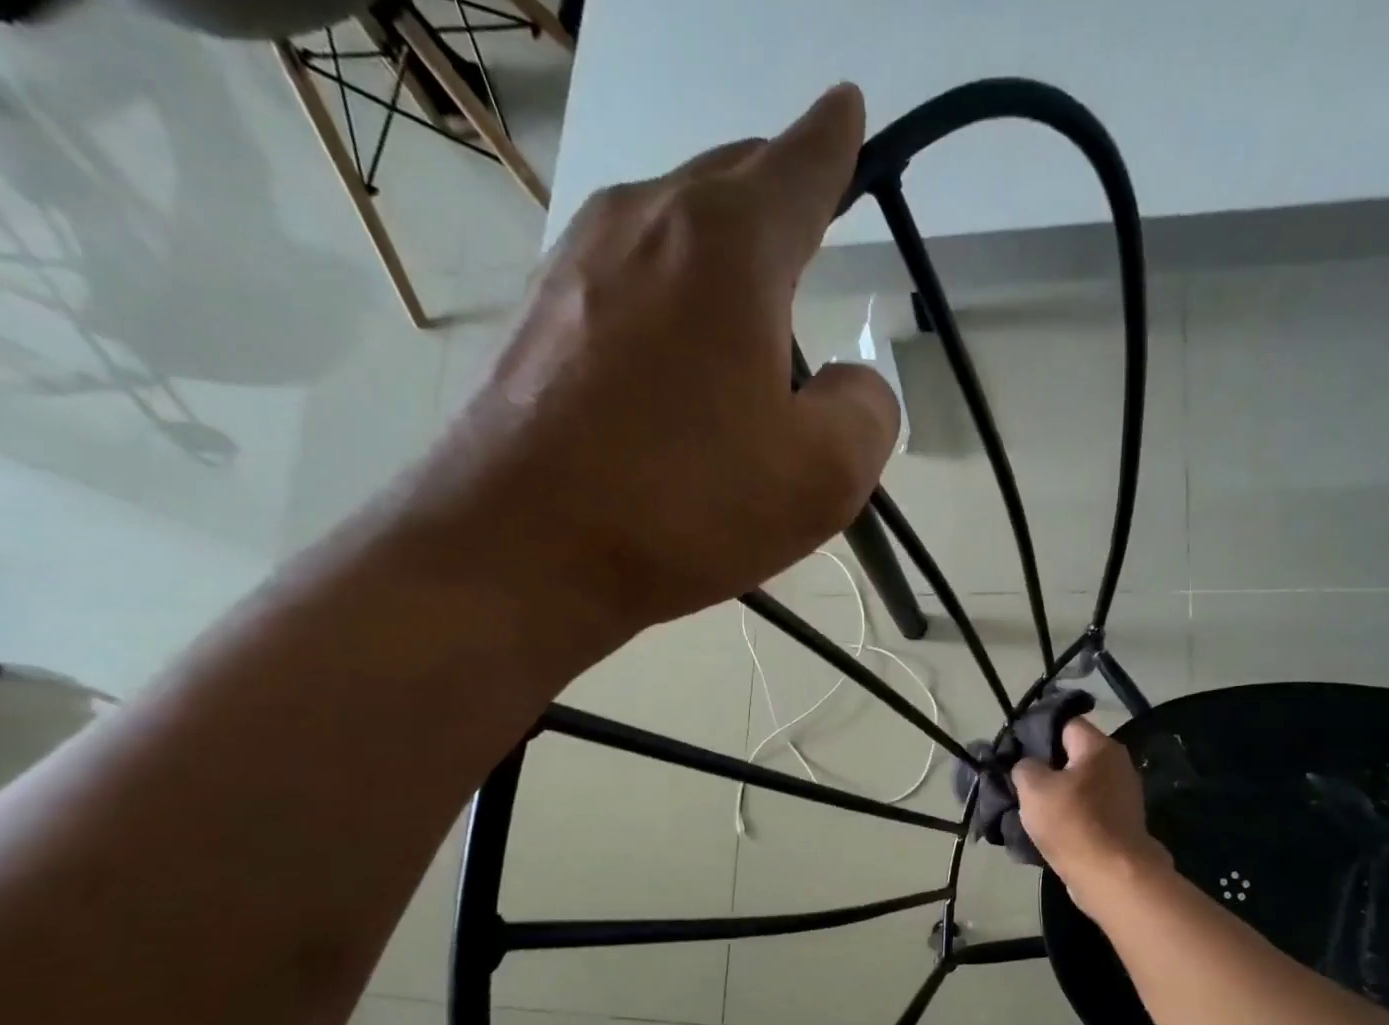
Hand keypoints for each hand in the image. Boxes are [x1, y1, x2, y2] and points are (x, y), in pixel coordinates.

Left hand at [418, 83, 899, 661]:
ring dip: (719, 258)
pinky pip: (626, 281)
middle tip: (807, 236)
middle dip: (777, 197)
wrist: (521, 548)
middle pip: (730, 182)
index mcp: (729, 244)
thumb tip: (847, 383)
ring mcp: (577, 261)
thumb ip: (867, 411)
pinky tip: (674, 364)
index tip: (847, 111)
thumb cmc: (686, 504)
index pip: (800, 162)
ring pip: (672, 228)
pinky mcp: (537, 315)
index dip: (834, 140)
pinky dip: (667, 301)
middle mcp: (645, 221)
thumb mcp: (824, 476)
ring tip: (746, 321)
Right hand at [1012, 718, 1169, 903]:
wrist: (1112, 876)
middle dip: (1046, 766)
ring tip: (1030, 808)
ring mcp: (1123, 796)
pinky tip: (1050, 829)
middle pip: (1073, 755)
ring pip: (1080, 785)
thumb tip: (1028, 767)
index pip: (1065, 724)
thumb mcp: (1033, 788)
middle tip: (1019, 781)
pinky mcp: (1121, 823)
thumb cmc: (1072, 822)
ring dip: (1057, 795)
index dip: (1038, 733)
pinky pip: (1088, 810)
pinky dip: (1071, 816)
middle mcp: (1117, 765)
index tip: (1015, 750)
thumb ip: (1024, 767)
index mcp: (1099, 747)